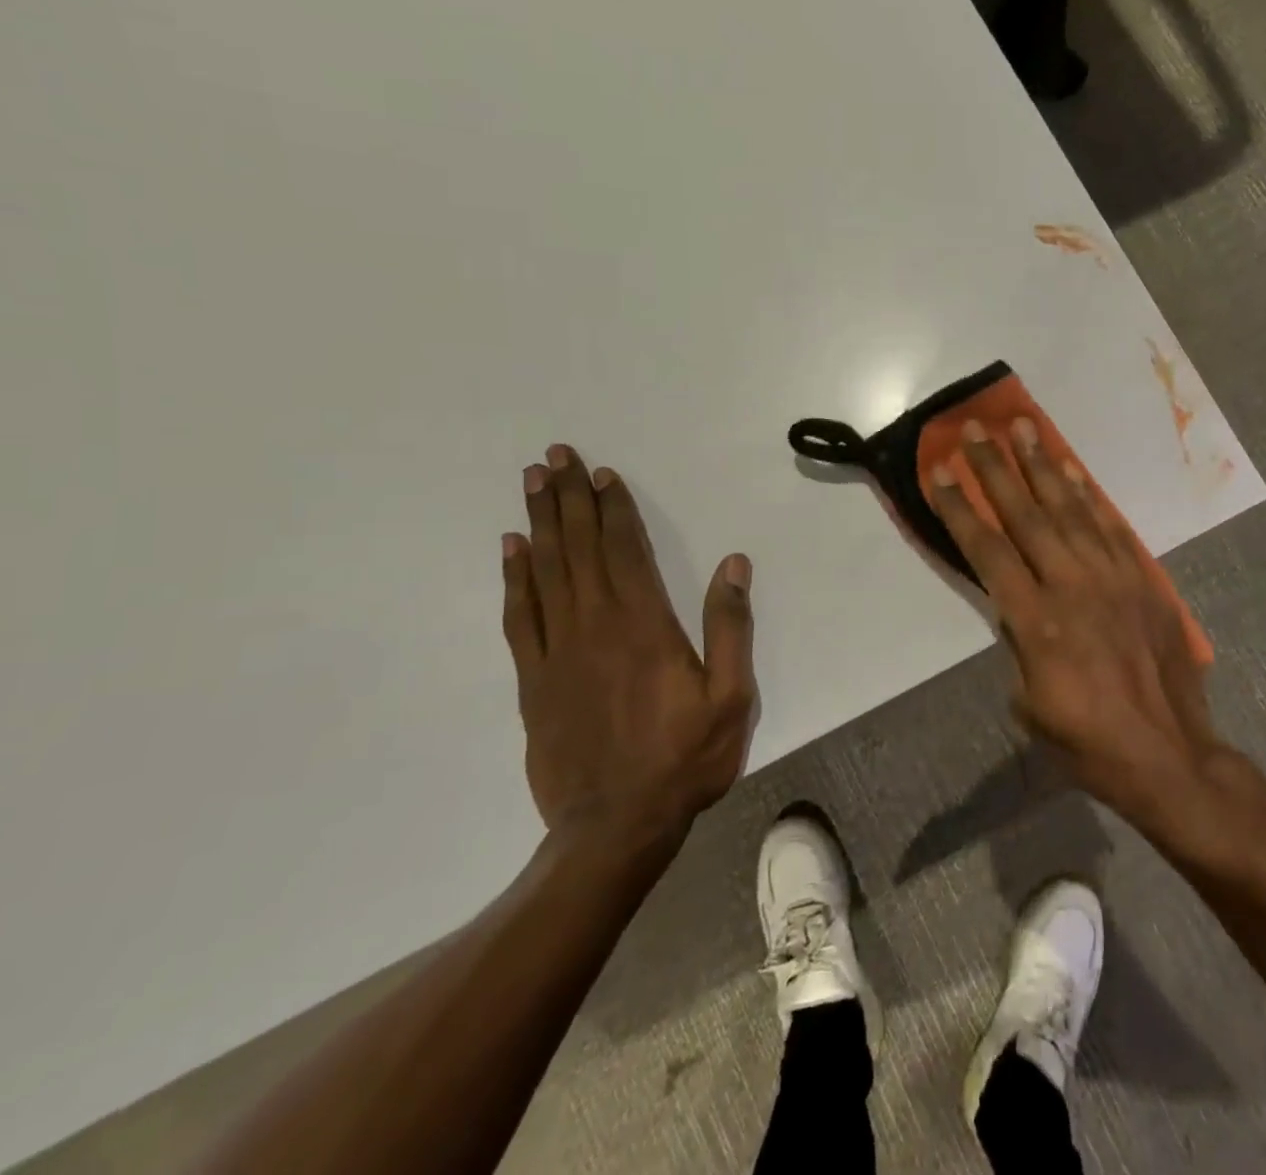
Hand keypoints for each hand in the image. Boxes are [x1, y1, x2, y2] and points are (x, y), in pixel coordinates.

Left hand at [502, 445, 755, 856]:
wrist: (615, 827)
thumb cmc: (685, 758)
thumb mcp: (731, 696)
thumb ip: (730, 627)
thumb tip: (734, 564)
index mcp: (645, 625)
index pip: (624, 550)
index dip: (614, 509)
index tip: (603, 474)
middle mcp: (596, 626)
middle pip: (578, 548)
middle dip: (568, 499)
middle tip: (555, 456)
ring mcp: (558, 652)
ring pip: (546, 572)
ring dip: (540, 523)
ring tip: (532, 483)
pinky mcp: (534, 680)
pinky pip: (520, 616)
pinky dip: (515, 578)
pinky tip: (512, 550)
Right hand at [928, 419, 1225, 832]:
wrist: (1169, 755)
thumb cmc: (1087, 741)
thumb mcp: (1029, 703)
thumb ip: (1017, 643)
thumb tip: (1015, 606)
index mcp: (1036, 620)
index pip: (987, 550)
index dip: (960, 507)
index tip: (941, 470)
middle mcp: (1072, 586)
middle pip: (1025, 515)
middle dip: (996, 469)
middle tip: (976, 429)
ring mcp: (1114, 578)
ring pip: (1070, 509)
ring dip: (1042, 466)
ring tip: (1022, 428)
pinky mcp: (1144, 580)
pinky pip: (1112, 527)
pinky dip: (1089, 496)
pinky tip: (1071, 471)